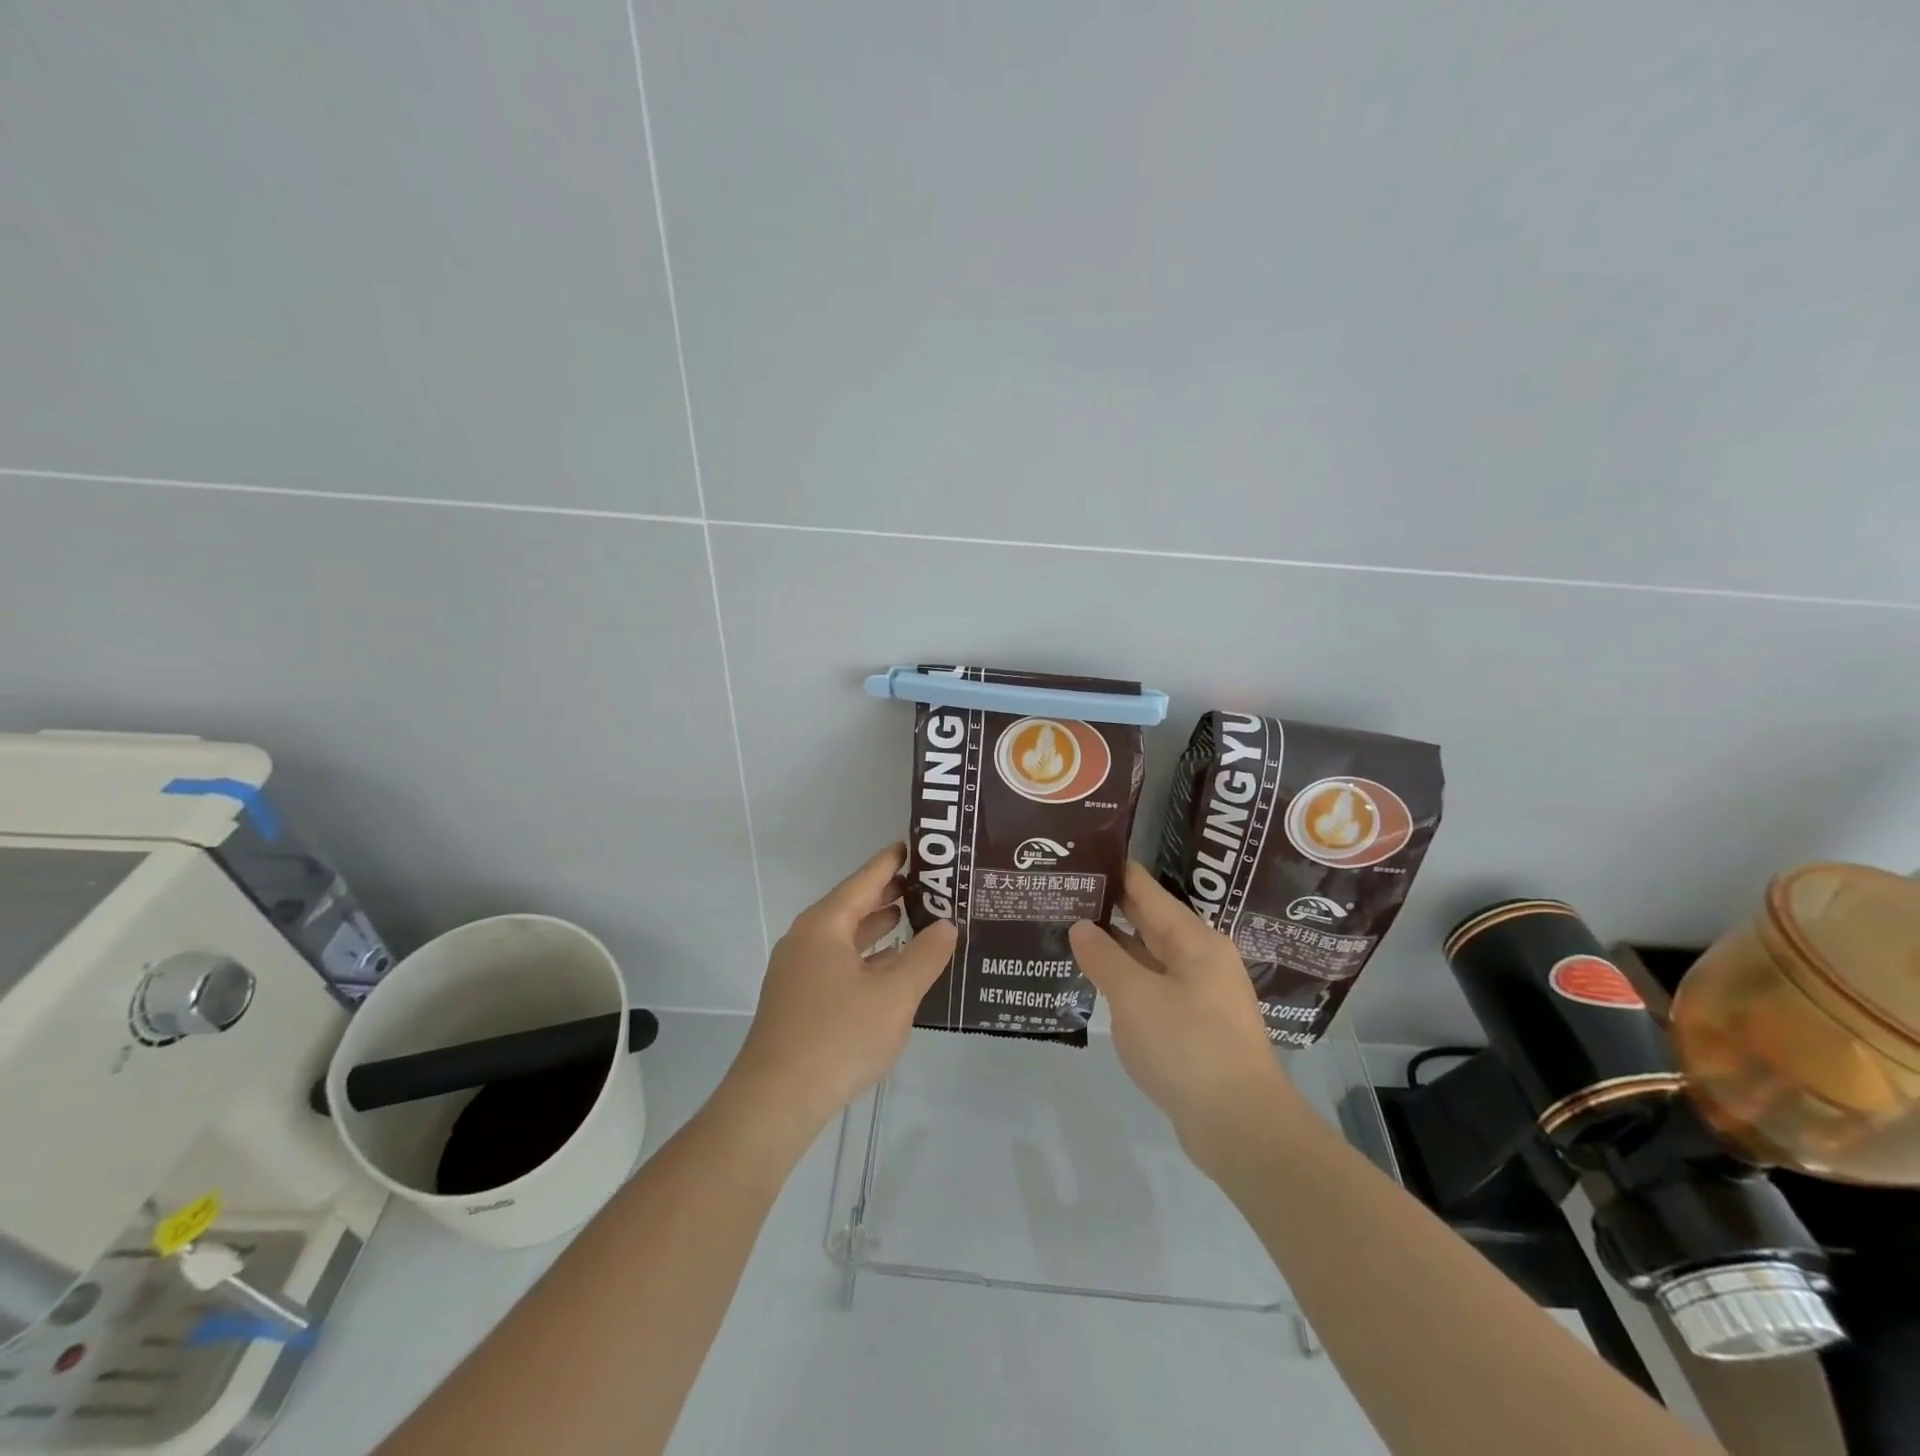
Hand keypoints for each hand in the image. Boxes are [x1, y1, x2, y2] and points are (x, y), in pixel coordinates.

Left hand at [725, 844, 956, 1137]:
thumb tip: (947, 924)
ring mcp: (797, 970)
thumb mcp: (895, 995)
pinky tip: (889, 966)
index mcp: (825, 925)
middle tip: (928, 885)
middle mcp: (806, 938)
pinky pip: (838, 961)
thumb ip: (925, 956)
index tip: (916, 846)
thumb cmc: (838, 1036)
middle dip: (889, 894)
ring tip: (914, 918)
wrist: (775, 1100)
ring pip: (844, 936)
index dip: (892, 862)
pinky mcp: (798, 999)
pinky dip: (865, 955)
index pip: (864, 880)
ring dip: (878, 926)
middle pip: (853, 905)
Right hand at [1069, 863, 1298, 1169]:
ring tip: (1067, 931)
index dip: (1113, 871)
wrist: (1241, 1127)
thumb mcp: (1135, 997)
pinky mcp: (1193, 1027)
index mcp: (1194, 940)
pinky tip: (1095, 982)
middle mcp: (1200, 959)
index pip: (1146, 889)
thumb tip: (1081, 926)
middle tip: (1063, 892)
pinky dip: (1124, 980)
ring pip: (1148, 957)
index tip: (1078, 855)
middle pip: (1148, 921)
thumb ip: (1104, 957)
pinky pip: (1152, 989)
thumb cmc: (1188, 1047)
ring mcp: (1198, 994)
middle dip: (1108, 907)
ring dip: (1113, 946)